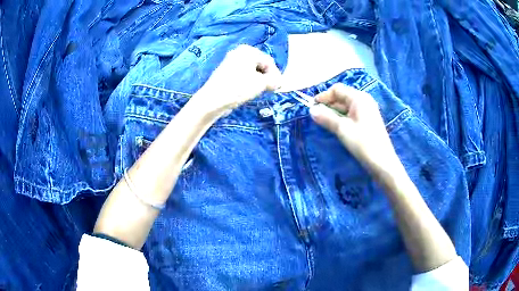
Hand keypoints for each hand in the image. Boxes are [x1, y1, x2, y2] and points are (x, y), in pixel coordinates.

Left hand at [193, 45, 281, 115]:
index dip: (276, 75)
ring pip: (251, 70)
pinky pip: (243, 75)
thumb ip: (273, 80)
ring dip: (258, 80)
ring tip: (259, 91)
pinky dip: (248, 82)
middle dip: (267, 77)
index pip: (269, 61)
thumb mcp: (261, 83)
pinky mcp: (225, 72)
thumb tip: (279, 82)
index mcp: (248, 51)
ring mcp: (231, 62)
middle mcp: (239, 52)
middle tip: (270, 89)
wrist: (213, 99)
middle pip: (260, 64)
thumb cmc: (239, 88)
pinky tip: (248, 91)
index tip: (278, 87)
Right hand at [310, 84, 401, 174]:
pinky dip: (341, 117)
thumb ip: (326, 117)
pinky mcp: (368, 121)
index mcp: (358, 98)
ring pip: (346, 106)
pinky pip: (351, 114)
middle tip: (316, 115)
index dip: (323, 96)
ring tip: (323, 122)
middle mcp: (364, 100)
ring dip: (334, 112)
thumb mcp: (342, 129)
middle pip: (342, 96)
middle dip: (328, 104)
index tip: (311, 106)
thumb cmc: (363, 143)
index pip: (337, 89)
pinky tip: (335, 126)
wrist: (382, 162)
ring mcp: (367, 111)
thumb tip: (311, 110)